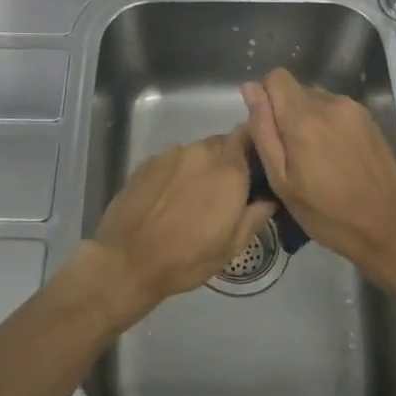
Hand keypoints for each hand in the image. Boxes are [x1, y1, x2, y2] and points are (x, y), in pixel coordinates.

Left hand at [80, 127, 274, 329]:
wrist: (128, 260)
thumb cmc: (188, 257)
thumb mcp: (232, 247)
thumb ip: (255, 215)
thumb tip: (268, 198)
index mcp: (228, 169)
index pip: (248, 135)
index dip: (253, 148)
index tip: (254, 168)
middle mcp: (201, 152)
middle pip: (222, 143)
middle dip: (227, 161)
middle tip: (225, 190)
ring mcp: (171, 154)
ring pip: (195, 152)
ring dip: (200, 167)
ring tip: (193, 197)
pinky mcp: (147, 162)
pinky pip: (171, 161)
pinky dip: (176, 173)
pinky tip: (168, 199)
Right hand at [242, 68, 395, 273]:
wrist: (389, 227)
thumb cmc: (327, 214)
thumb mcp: (282, 181)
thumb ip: (263, 131)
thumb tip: (250, 88)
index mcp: (304, 118)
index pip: (276, 77)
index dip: (267, 98)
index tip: (271, 129)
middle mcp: (330, 103)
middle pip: (296, 90)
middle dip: (288, 114)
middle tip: (294, 155)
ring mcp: (353, 108)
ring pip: (316, 99)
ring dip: (309, 119)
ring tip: (317, 159)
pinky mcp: (369, 118)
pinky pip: (336, 109)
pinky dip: (328, 125)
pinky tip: (337, 157)